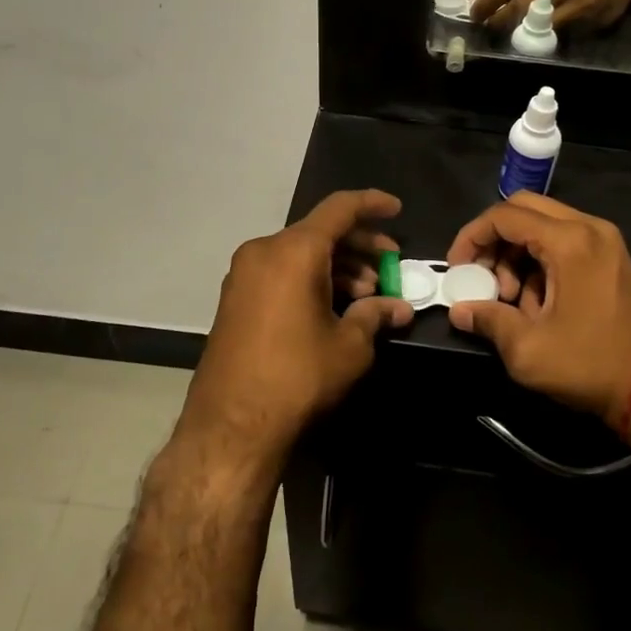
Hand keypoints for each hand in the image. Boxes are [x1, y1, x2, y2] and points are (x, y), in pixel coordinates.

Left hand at [180, 190, 413, 463]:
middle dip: (359, 245)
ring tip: (366, 294)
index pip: (339, 208)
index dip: (372, 204)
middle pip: (320, 231)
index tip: (397, 210)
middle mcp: (264, 251)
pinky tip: (334, 306)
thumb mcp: (349, 346)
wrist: (230, 426)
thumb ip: (376, 314)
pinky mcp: (235, 299)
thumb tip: (400, 307)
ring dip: (337, 266)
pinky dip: (311, 279)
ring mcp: (244, 275)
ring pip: (300, 253)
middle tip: (389, 266)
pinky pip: (281, 272)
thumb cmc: (297, 376)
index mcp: (294, 251)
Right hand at [444, 192, 630, 427]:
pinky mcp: (613, 259)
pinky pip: (565, 242)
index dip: (471, 237)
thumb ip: (488, 319)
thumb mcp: (528, 349)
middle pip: (525, 210)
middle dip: (494, 240)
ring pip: (544, 226)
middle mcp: (590, 228)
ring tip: (510, 299)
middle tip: (480, 276)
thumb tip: (459, 310)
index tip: (456, 268)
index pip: (504, 216)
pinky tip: (536, 304)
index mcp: (570, 241)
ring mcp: (606, 242)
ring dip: (517, 253)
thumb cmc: (590, 365)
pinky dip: (541, 261)